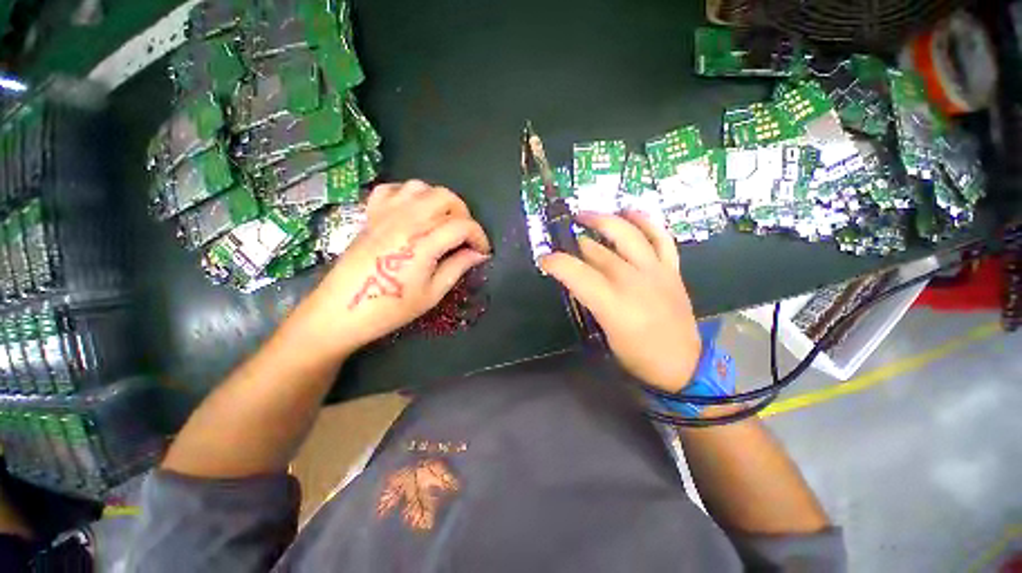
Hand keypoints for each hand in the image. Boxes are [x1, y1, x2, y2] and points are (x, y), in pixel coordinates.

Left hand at [284, 180, 490, 358]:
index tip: (482, 251)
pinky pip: (392, 190)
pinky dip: (409, 195)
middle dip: (463, 214)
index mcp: (423, 242)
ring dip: (439, 201)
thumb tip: (477, 254)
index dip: (479, 237)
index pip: (463, 226)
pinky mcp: (371, 215)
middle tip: (465, 236)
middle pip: (445, 197)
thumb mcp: (432, 293)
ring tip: (442, 222)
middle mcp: (406, 220)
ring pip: (421, 187)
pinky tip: (413, 212)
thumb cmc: (390, 308)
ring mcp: (386, 214)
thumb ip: (458, 267)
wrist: (341, 311)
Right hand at [540, 211, 699, 392]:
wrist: (682, 364)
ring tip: (585, 215)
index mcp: (612, 303)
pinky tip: (628, 212)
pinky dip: (644, 221)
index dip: (555, 262)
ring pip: (626, 233)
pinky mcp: (671, 268)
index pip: (576, 272)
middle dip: (575, 244)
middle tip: (564, 243)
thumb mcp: (604, 330)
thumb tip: (577, 277)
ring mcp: (655, 270)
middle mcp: (633, 280)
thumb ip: (589, 299)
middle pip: (597, 251)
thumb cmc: (637, 354)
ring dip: (603, 220)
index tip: (544, 260)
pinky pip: (660, 236)